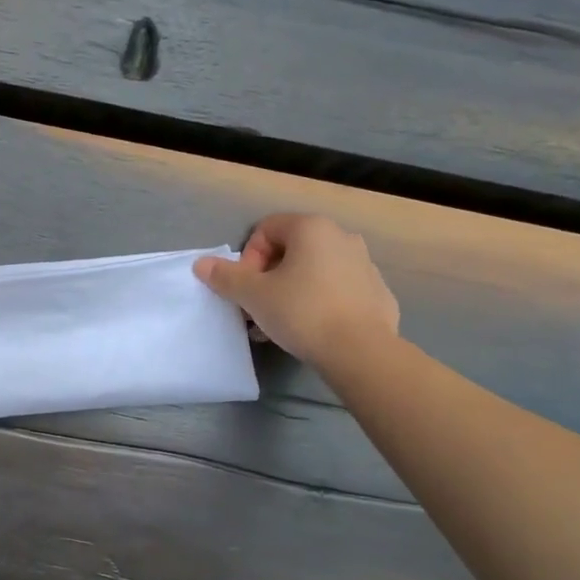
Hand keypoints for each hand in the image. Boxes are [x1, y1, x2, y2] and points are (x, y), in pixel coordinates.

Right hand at [194, 214, 398, 367]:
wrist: (360, 351)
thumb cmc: (302, 312)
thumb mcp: (253, 295)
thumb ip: (226, 276)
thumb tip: (201, 264)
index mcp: (312, 228)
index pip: (267, 229)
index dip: (248, 258)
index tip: (247, 288)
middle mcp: (342, 237)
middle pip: (291, 249)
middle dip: (268, 277)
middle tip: (258, 308)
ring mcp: (365, 264)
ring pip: (315, 271)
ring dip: (292, 290)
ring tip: (280, 323)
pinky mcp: (378, 292)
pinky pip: (338, 290)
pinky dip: (320, 302)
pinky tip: (312, 330)